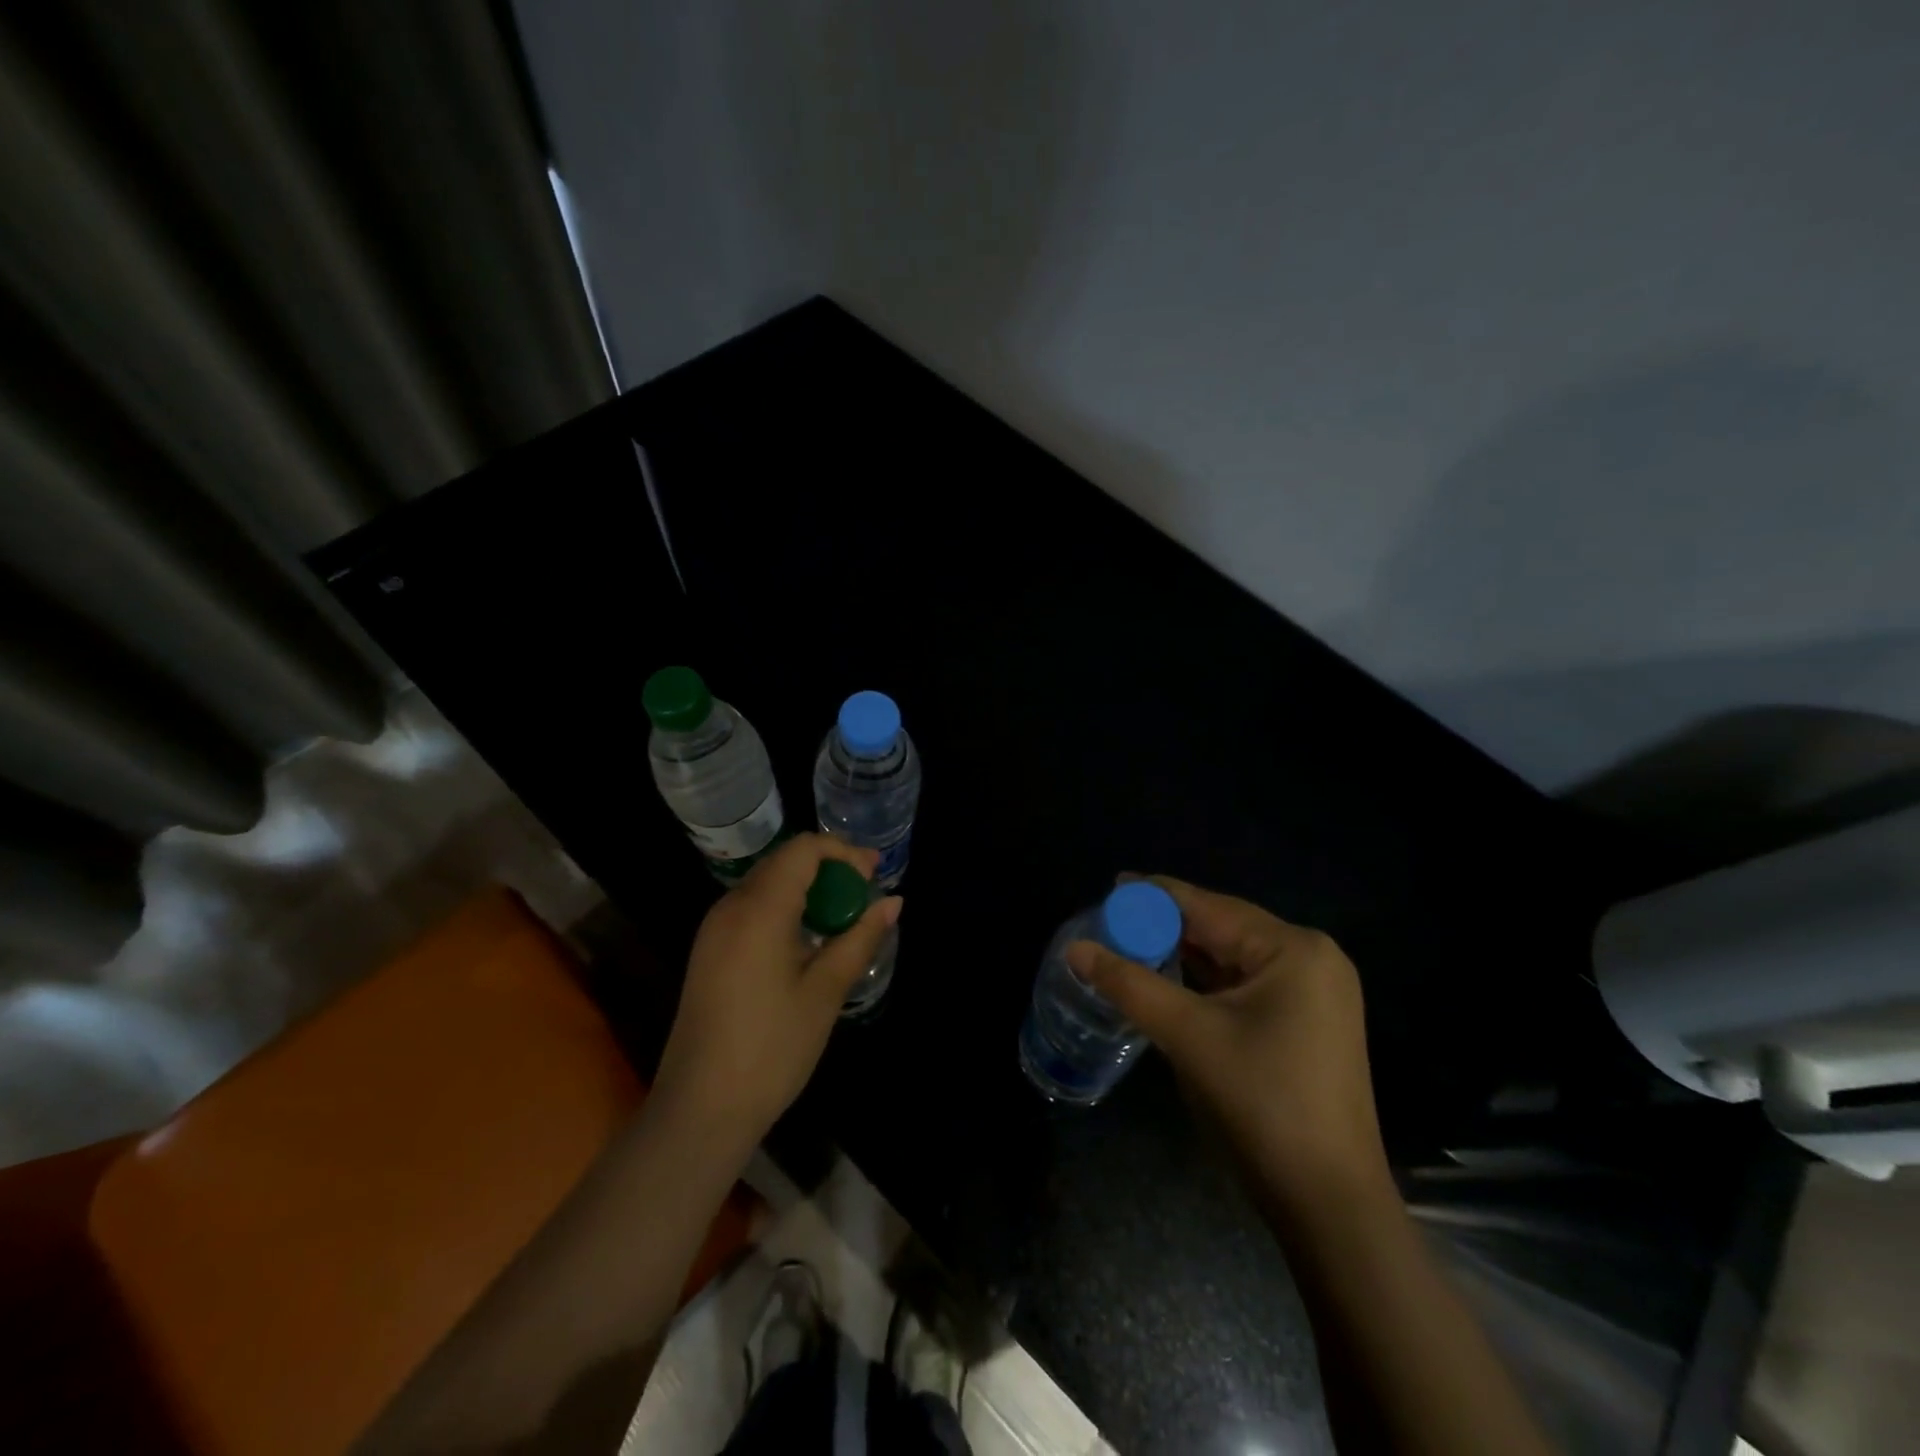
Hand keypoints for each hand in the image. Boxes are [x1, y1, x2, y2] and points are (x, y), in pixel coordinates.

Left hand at [654, 833, 901, 1147]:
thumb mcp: (825, 991)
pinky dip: (786, 909)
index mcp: (759, 909)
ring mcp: (714, 930)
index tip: (874, 876)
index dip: (843, 853)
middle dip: (829, 869)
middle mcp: (730, 907)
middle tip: (866, 895)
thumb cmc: (771, 1048)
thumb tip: (894, 902)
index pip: (803, 849)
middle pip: (784, 862)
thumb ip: (860, 938)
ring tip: (844, 919)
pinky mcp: (709, 952)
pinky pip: (752, 909)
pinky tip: (808, 942)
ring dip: (808, 890)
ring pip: (767, 885)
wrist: (700, 1110)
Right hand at [1066, 877, 1389, 1214]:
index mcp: (1293, 949)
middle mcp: (1310, 959)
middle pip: (1223, 927)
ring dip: (1184, 952)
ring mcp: (1314, 993)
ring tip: (1131, 942)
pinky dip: (1206, 980)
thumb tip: (1075, 949)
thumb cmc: (1261, 1105)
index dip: (1156, 896)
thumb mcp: (1188, 1036)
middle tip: (1112, 921)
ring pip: (1233, 957)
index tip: (1112, 886)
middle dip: (1167, 925)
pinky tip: (1170, 976)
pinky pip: (1246, 984)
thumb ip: (1129, 984)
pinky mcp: (1307, 1023)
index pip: (1209, 906)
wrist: (1329, 1204)